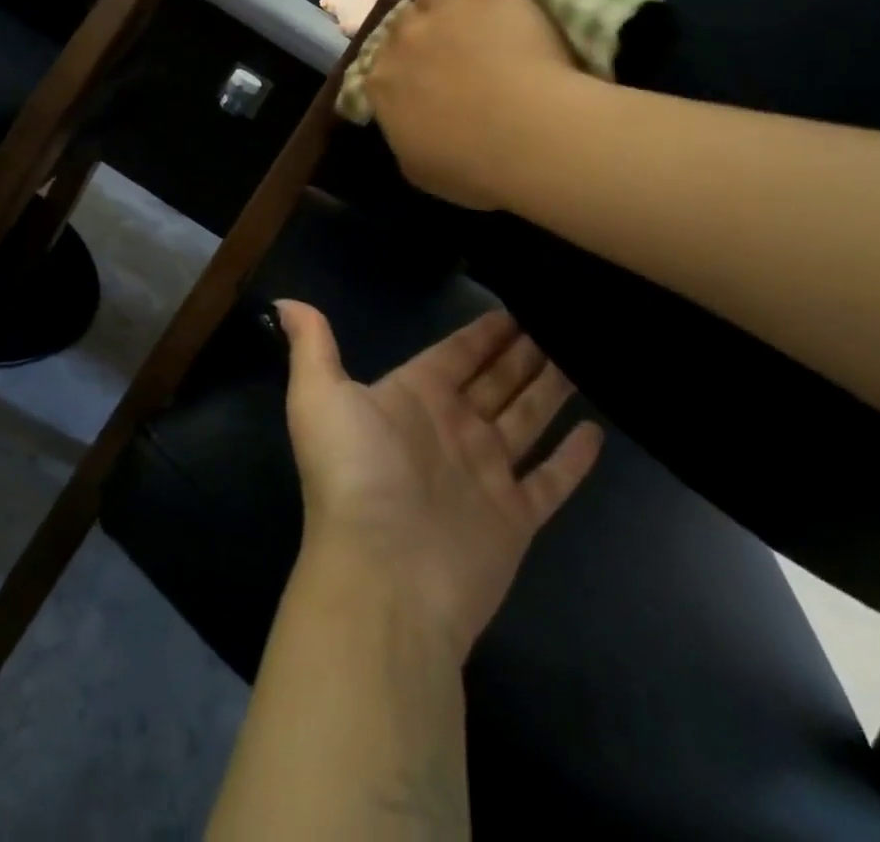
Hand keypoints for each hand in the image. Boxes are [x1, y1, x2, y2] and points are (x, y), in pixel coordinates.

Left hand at [280, 301, 603, 656]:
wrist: (384, 576)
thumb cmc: (355, 474)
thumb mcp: (320, 397)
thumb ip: (312, 347)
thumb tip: (284, 303)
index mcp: (415, 398)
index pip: (455, 355)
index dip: (482, 333)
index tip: (513, 307)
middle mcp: (452, 429)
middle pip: (496, 381)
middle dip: (523, 353)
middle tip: (561, 321)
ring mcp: (485, 473)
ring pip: (527, 419)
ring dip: (550, 390)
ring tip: (582, 357)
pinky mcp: (514, 517)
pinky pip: (551, 481)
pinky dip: (572, 459)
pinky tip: (595, 431)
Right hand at [364, 0, 576, 208]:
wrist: (526, 131)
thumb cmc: (471, 164)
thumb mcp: (420, 168)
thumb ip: (405, 136)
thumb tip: (407, 124)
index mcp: (381, 84)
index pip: (379, 66)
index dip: (399, 68)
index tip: (417, 77)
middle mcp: (402, 39)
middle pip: (402, 22)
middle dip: (418, 31)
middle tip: (443, 43)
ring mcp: (441, 10)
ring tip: (462, 8)